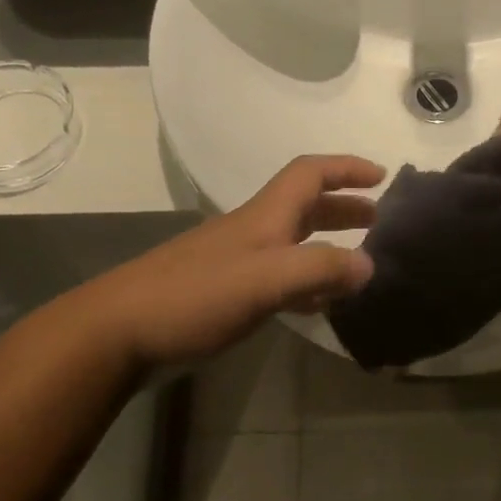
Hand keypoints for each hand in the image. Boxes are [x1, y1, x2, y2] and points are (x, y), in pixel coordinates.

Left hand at [92, 155, 382, 365]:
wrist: (119, 332)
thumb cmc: (194, 297)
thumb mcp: (265, 279)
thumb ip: (320, 269)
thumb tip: (370, 265)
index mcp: (263, 217)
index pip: (309, 174)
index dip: (345, 168)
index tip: (381, 175)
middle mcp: (252, 232)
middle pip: (304, 207)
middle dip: (342, 207)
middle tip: (377, 221)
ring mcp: (236, 264)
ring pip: (292, 243)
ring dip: (326, 244)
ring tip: (357, 263)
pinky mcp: (225, 295)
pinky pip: (278, 278)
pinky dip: (305, 282)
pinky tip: (317, 304)